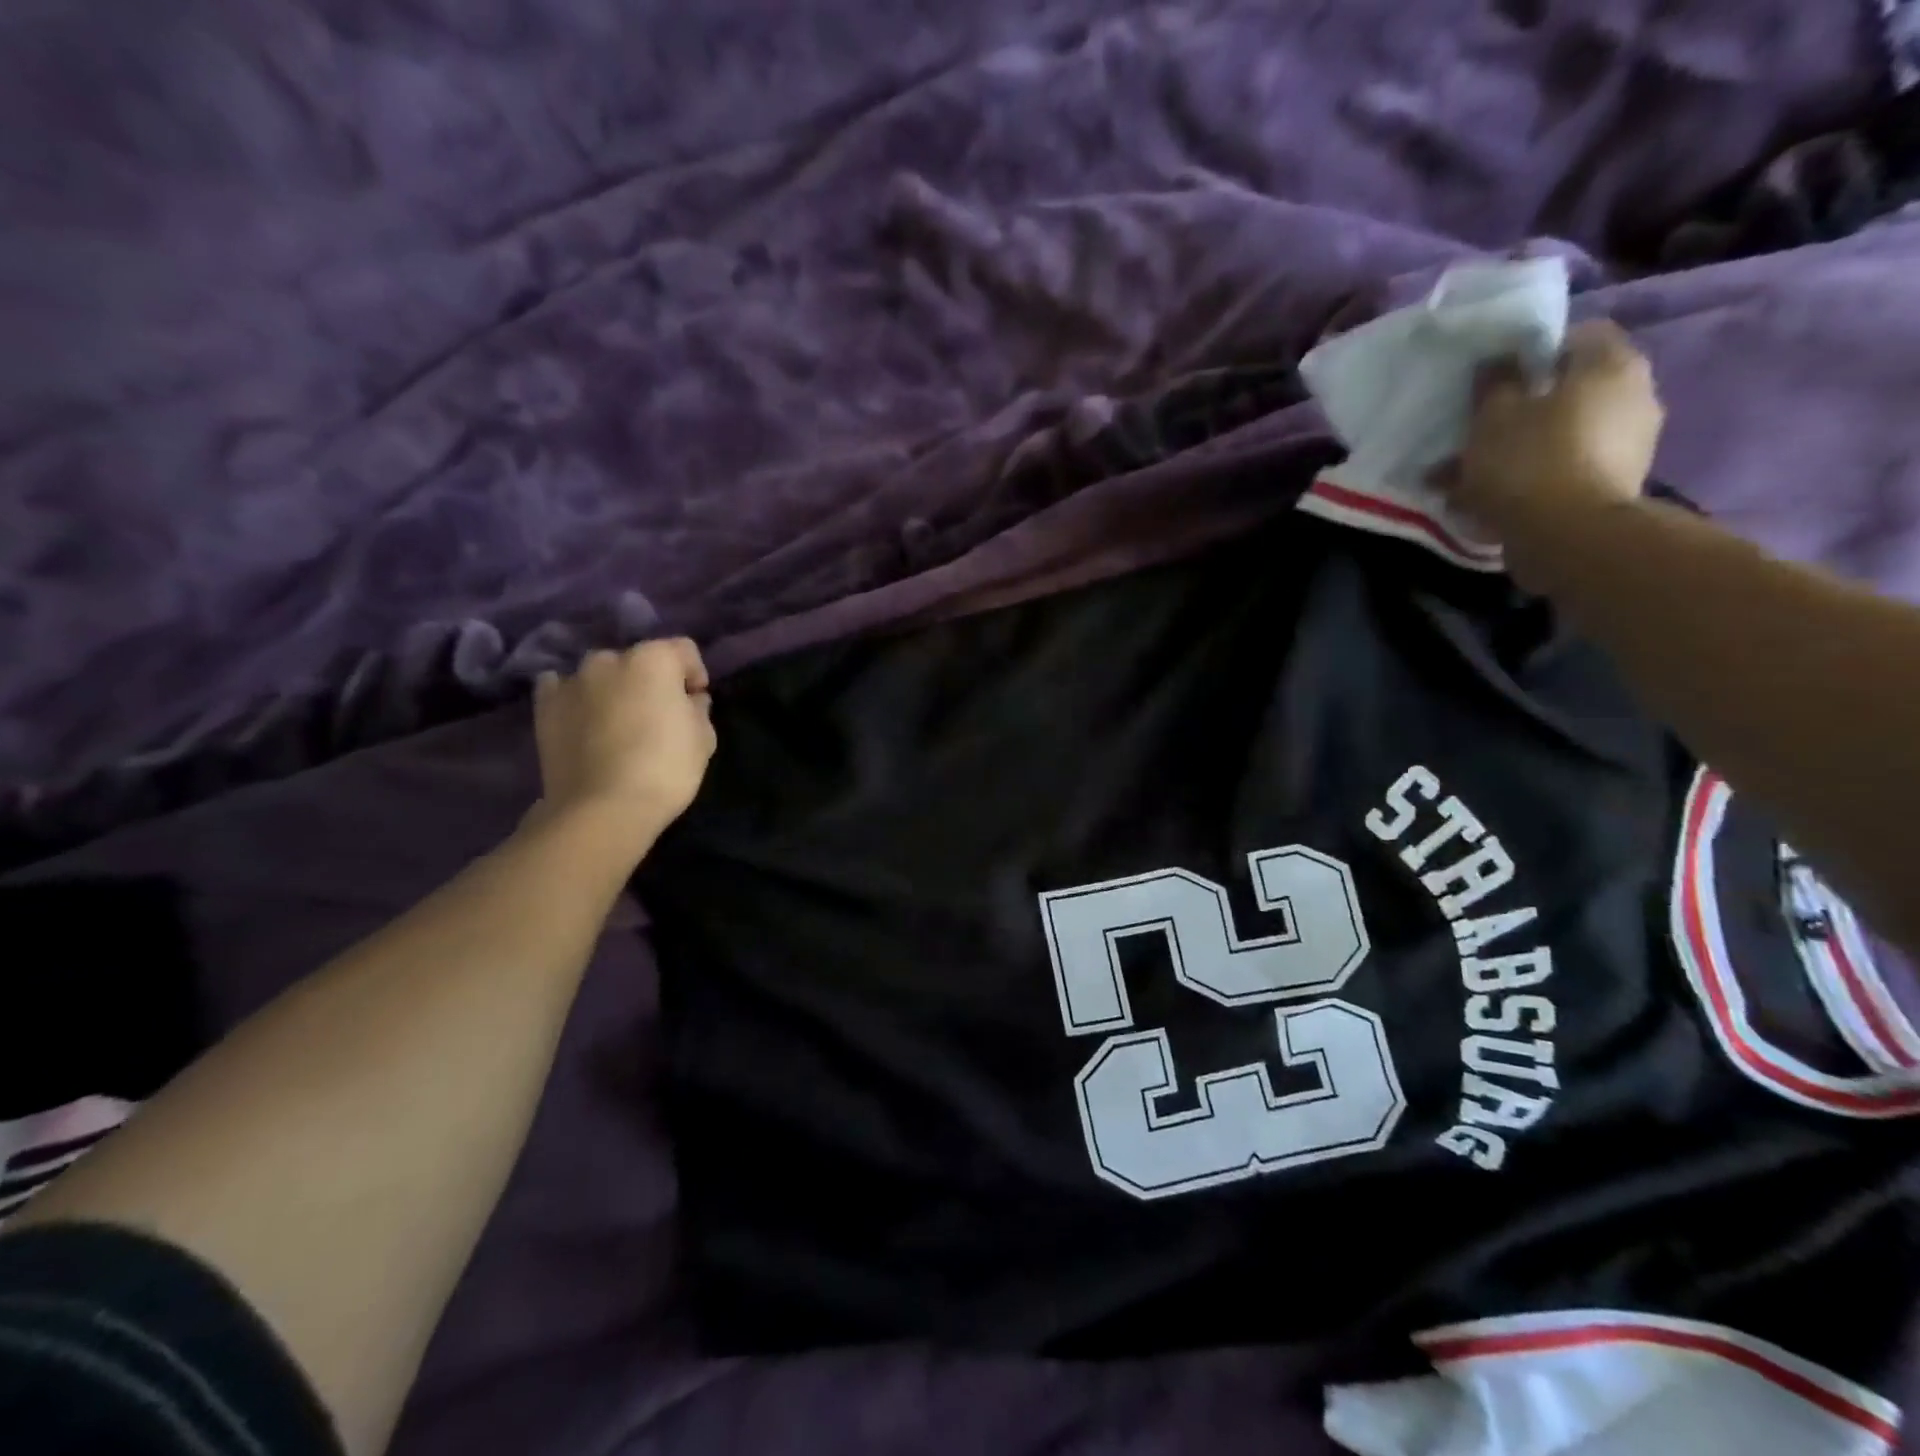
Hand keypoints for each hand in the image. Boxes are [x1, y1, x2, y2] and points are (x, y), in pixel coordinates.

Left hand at [533, 638, 716, 832]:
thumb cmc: (665, 769)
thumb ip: (698, 710)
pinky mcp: (544, 705)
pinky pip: (561, 688)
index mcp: (655, 659)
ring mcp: (572, 680)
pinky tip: (582, 719)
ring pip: (600, 674)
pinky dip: (574, 698)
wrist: (602, 808)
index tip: (696, 702)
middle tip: (656, 715)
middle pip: (639, 661)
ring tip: (617, 722)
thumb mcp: (704, 739)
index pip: (684, 650)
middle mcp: (610, 659)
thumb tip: (689, 701)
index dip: (694, 675)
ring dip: (613, 688)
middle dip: (650, 681)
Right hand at [1438, 319, 1664, 535]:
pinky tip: (1494, 498)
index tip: (1498, 378)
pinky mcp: (1616, 483)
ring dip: (1522, 448)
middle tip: (1481, 429)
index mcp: (1610, 364)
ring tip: (1474, 475)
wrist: (1569, 536)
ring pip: (1563, 434)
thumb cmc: (1529, 461)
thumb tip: (1499, 361)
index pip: (1578, 336)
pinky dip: (1534, 477)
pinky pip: (1565, 468)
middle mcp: (1634, 394)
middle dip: (1525, 408)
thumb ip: (1496, 383)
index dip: (1535, 352)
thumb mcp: (1493, 416)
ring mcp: (1630, 442)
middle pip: (1572, 389)